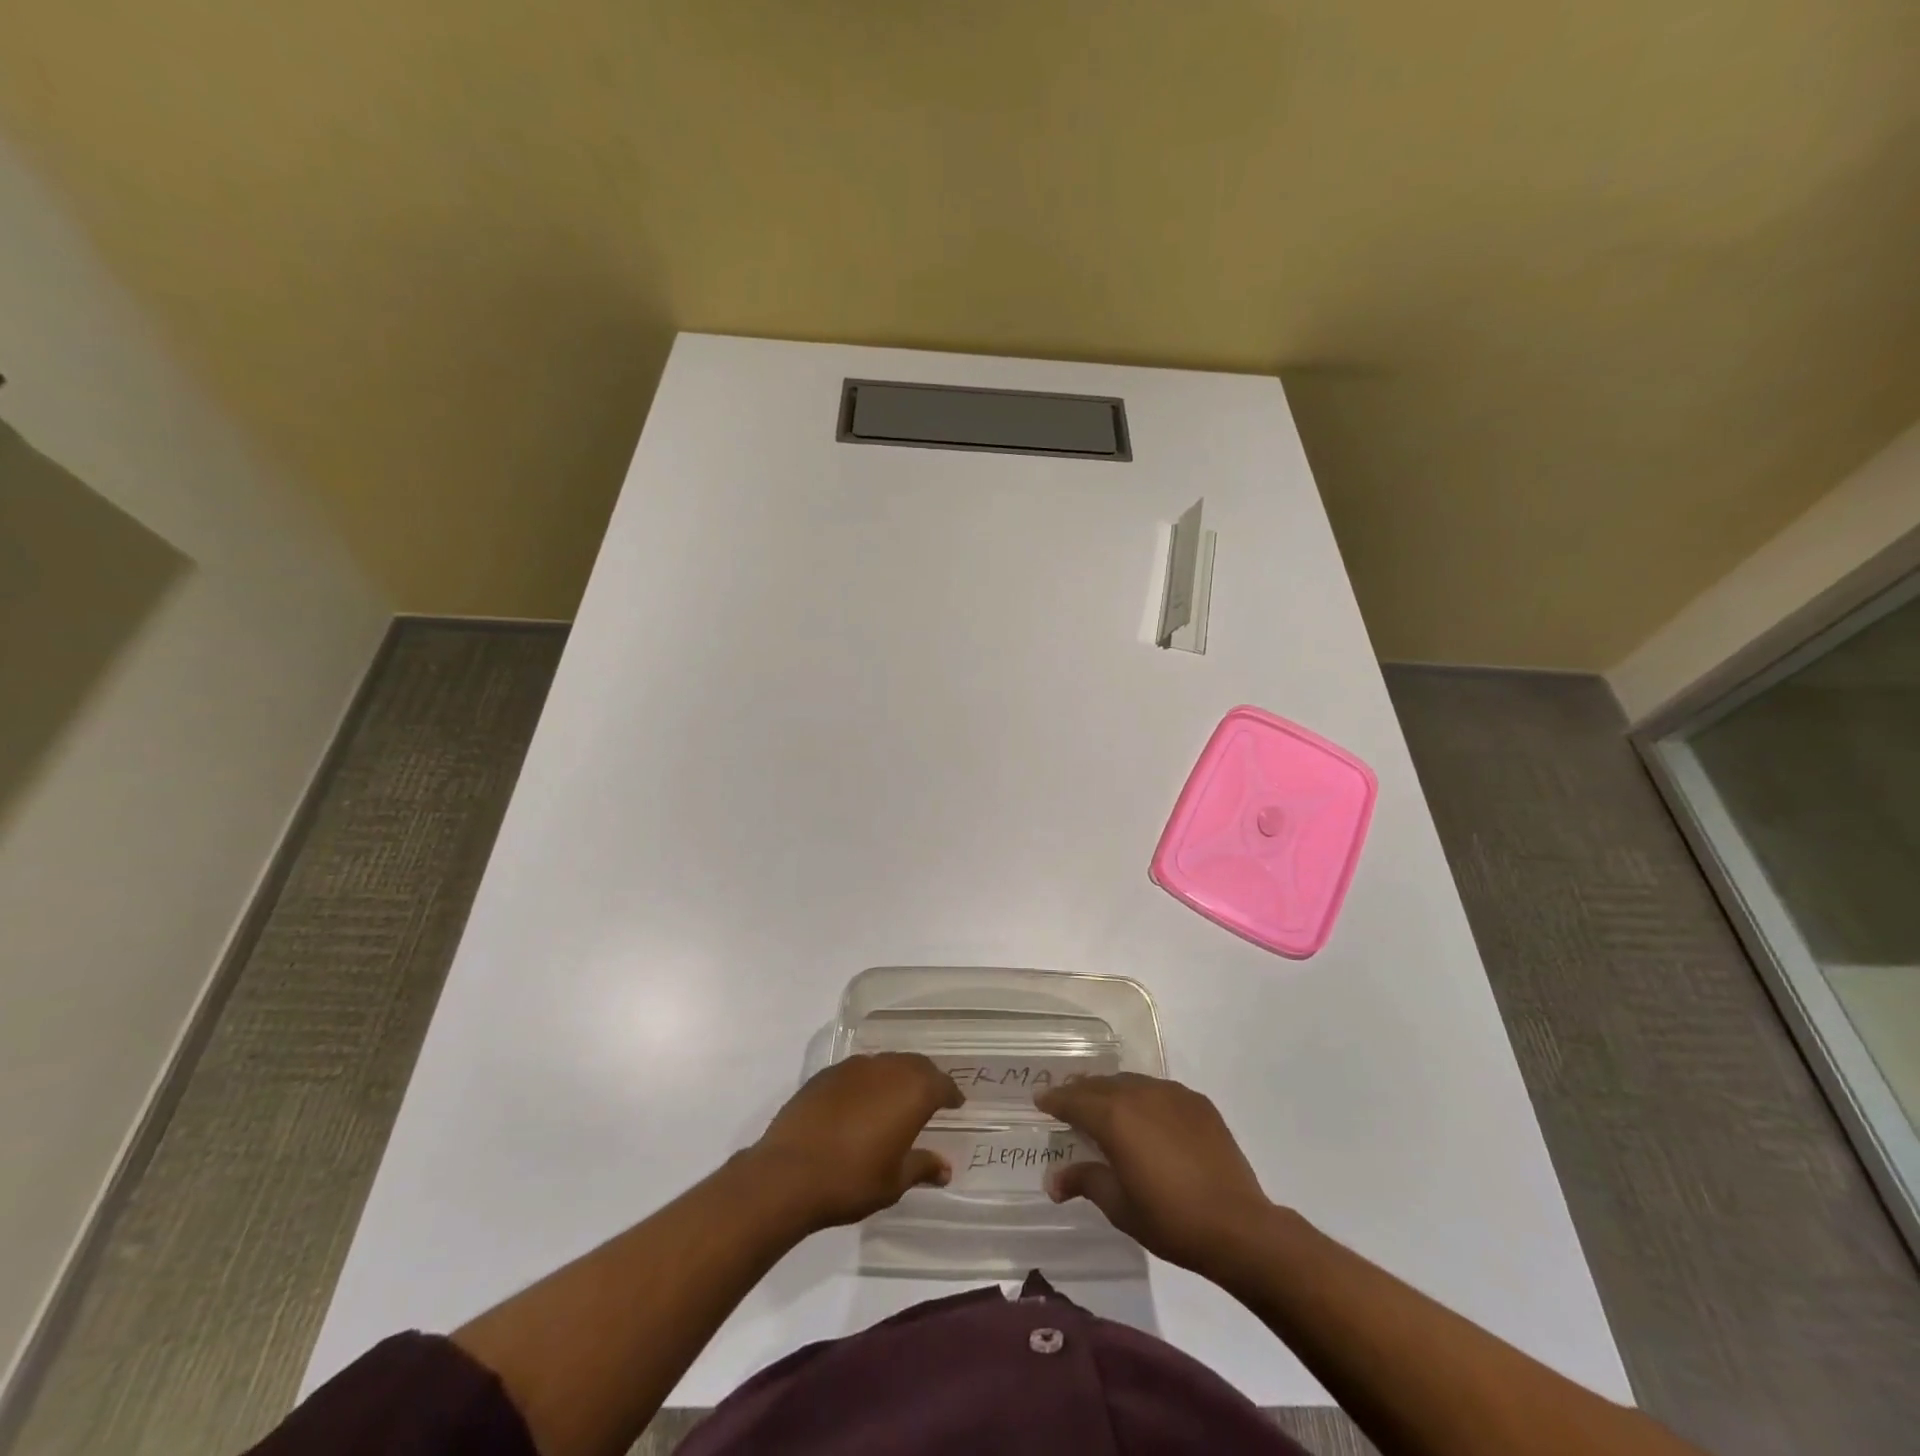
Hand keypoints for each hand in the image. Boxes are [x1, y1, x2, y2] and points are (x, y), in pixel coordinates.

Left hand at [746, 1053, 963, 1231]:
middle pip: (915, 1065)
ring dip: (896, 1077)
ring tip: (896, 1099)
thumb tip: (945, 1168)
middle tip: (930, 1098)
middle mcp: (886, 1069)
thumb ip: (922, 1167)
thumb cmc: (851, 1180)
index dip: (951, 1094)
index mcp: (912, 1091)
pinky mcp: (826, 1074)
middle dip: (926, 1079)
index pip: (941, 1083)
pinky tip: (861, 1103)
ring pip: (886, 1063)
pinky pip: (858, 1071)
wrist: (788, 1173)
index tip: (956, 1104)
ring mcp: (853, 1067)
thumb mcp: (894, 1182)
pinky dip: (868, 1082)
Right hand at [1034, 1072, 1272, 1278]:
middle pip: (1100, 1085)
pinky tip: (1147, 1116)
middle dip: (1080, 1091)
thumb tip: (1053, 1180)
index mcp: (1114, 1117)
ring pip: (1131, 1083)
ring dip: (1112, 1091)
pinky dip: (1144, 1098)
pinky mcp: (1198, 1103)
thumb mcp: (1119, 1206)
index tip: (1040, 1100)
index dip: (1054, 1100)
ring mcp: (1172, 1094)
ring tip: (1105, 1104)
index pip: (1074, 1100)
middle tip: (1067, 1099)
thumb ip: (1085, 1181)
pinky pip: (1160, 1091)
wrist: (1238, 1226)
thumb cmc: (1170, 1219)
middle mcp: (1139, 1094)